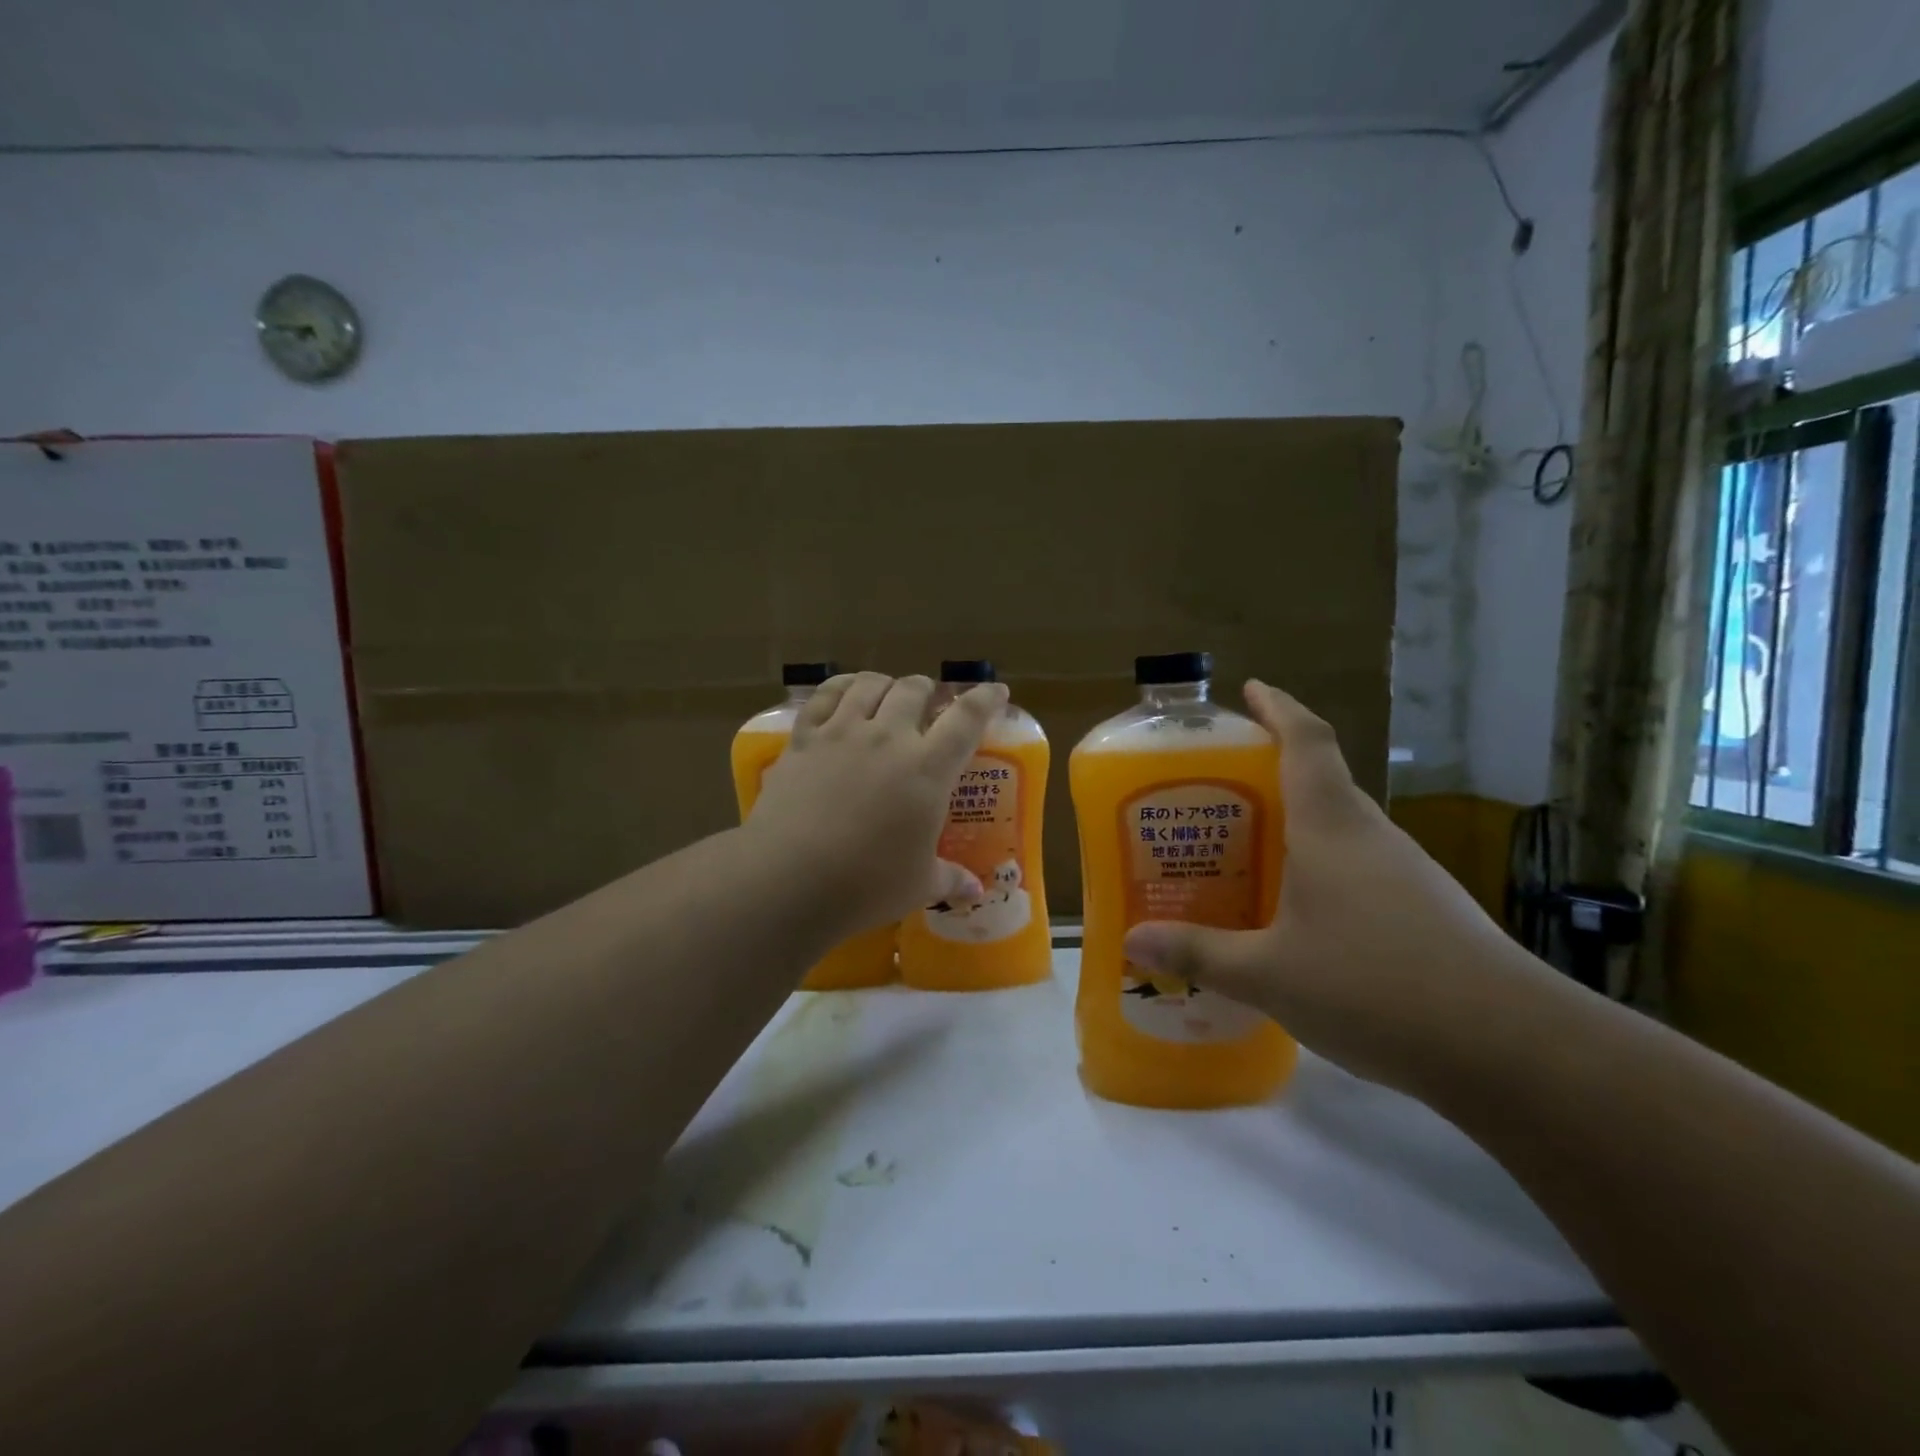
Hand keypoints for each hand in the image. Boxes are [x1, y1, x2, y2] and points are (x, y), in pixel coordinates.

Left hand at [743, 671, 1008, 941]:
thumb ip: (949, 879)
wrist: (789, 878)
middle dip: (928, 690)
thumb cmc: (866, 884)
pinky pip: (824, 696)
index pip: (966, 719)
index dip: (985, 700)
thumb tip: (975, 892)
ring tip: (888, 694)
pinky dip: (840, 686)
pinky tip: (844, 692)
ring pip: (870, 684)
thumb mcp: (918, 885)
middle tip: (930, 703)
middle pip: (914, 690)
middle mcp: (888, 737)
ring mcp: (842, 732)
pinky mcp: (804, 739)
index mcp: (927, 769)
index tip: (996, 692)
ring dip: (886, 684)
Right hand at [1122, 681, 1556, 1095]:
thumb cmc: (1374, 987)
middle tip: (1216, 793)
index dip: (1278, 707)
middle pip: (1321, 781)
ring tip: (1245, 854)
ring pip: (1341, 830)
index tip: (1251, 689)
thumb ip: (1200, 953)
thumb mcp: (1269, 975)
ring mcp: (1407, 873)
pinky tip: (1297, 916)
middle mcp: (1371, 836)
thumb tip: (1132, 939)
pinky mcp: (1427, 911)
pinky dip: (1321, 871)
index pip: (1306, 740)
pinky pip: (1360, 870)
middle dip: (1270, 774)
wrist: (1514, 1050)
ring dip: (1296, 828)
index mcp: (1332, 827)